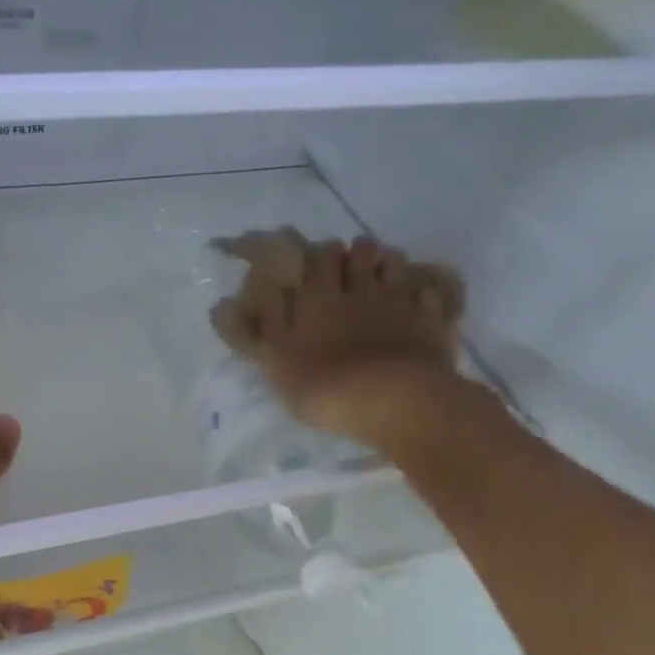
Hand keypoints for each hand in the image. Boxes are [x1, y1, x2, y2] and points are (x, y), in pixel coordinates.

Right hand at [210, 229, 466, 454]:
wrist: (394, 401)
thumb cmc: (324, 385)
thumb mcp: (275, 362)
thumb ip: (255, 330)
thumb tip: (224, 303)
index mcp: (318, 296)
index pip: (313, 256)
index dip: (310, 254)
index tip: (302, 260)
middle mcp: (359, 287)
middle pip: (357, 252)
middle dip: (347, 253)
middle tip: (341, 266)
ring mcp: (399, 300)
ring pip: (392, 263)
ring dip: (383, 262)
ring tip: (377, 274)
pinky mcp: (431, 319)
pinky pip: (428, 289)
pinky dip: (422, 286)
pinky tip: (417, 294)